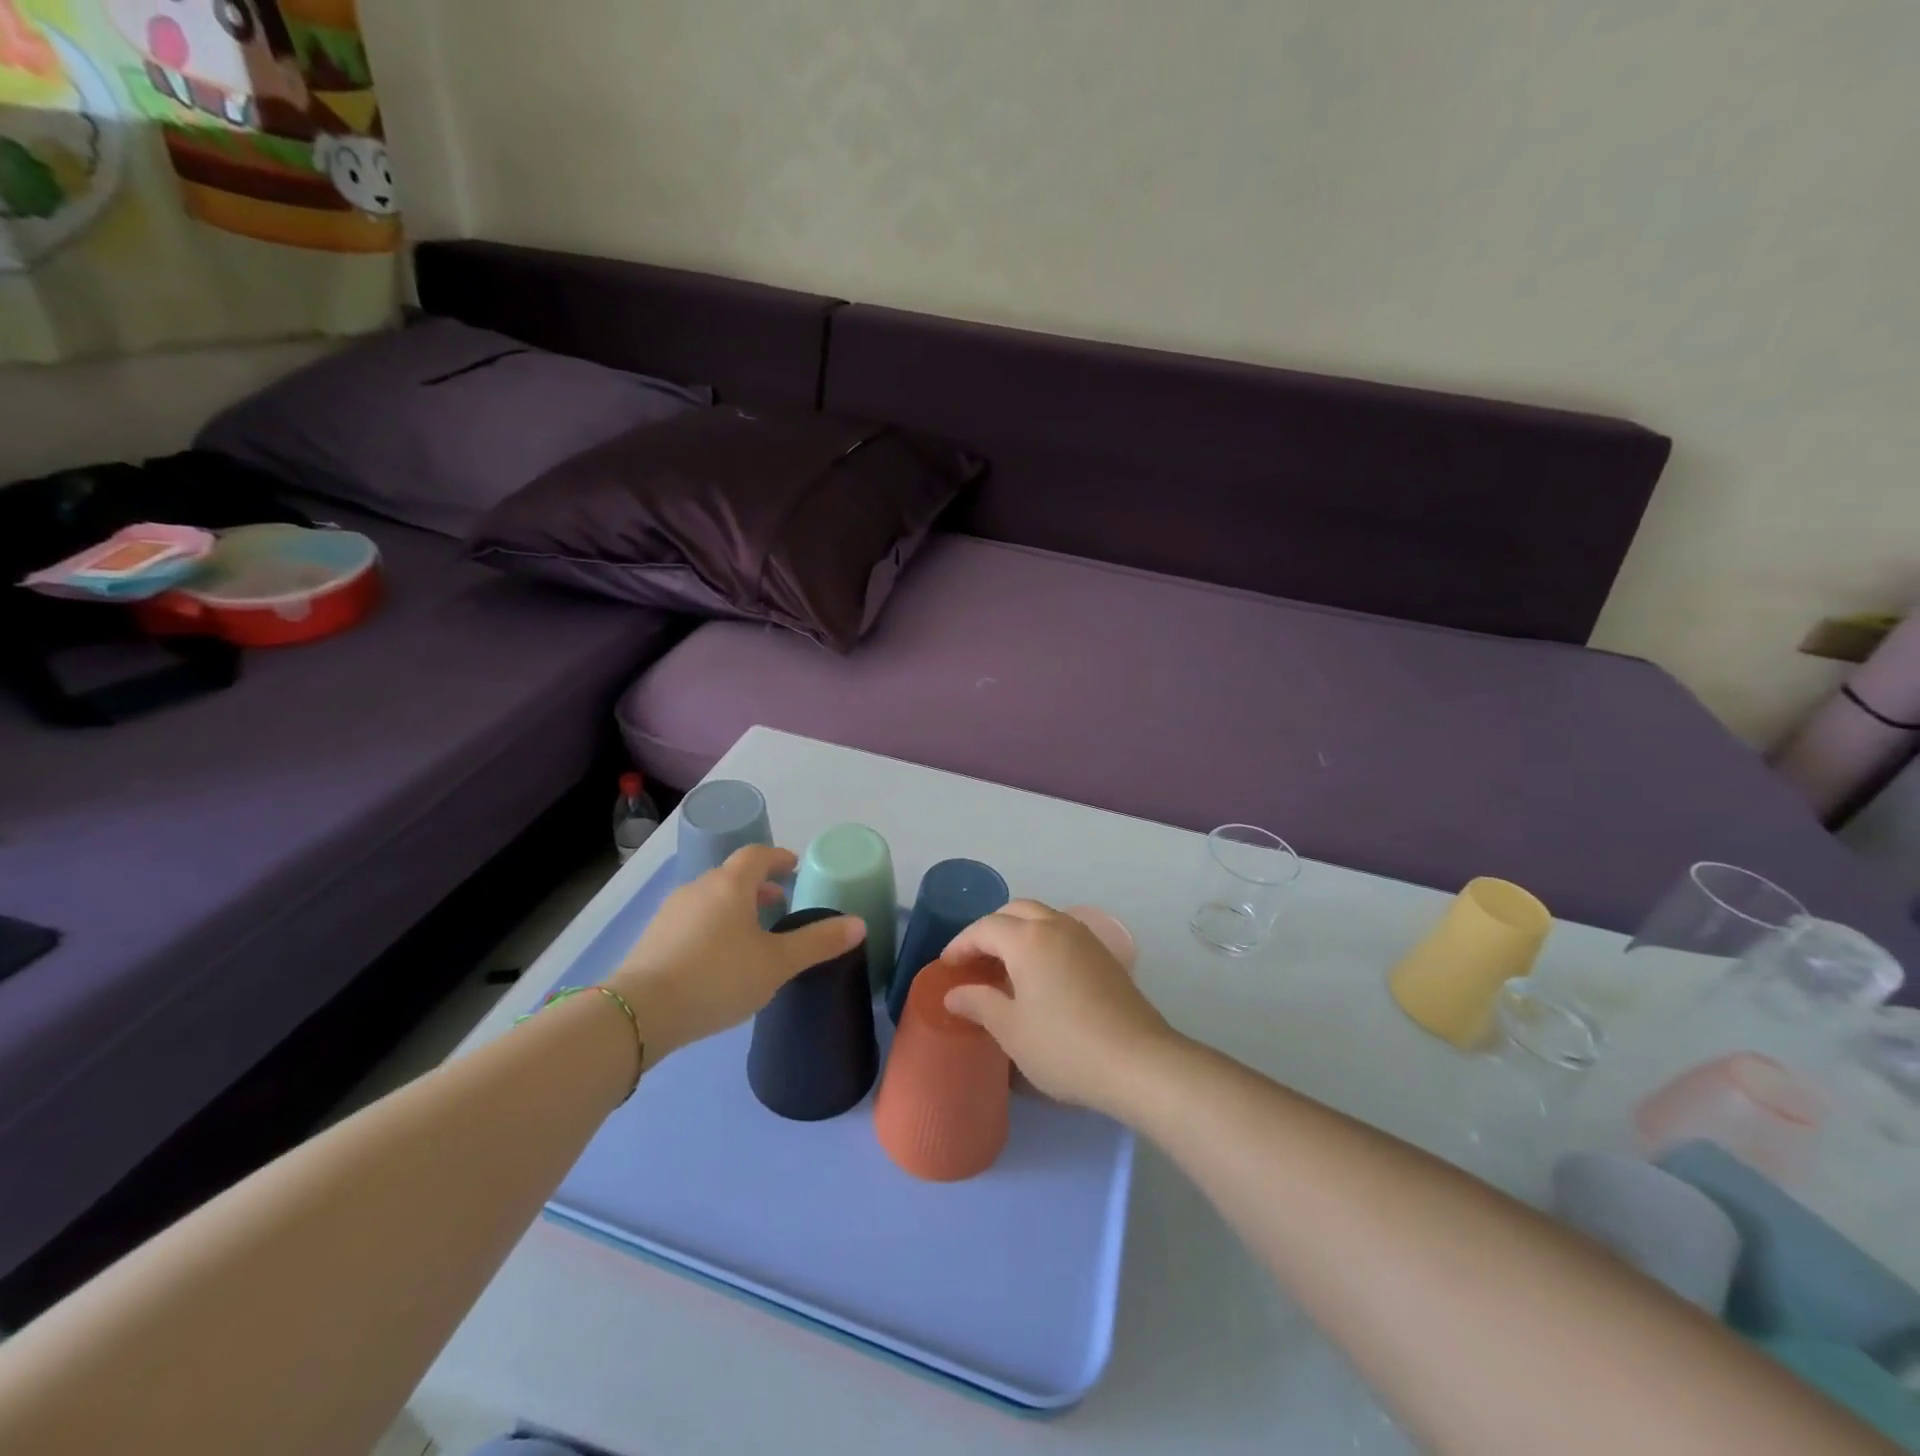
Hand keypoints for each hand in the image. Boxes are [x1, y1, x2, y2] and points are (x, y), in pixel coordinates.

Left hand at [609, 845, 864, 1065]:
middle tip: (779, 903)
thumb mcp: (777, 963)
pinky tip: (717, 958)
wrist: (641, 1012)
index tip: (794, 867)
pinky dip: (711, 926)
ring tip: (751, 934)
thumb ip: (817, 943)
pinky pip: (691, 920)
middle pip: (732, 876)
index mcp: (731, 884)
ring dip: (734, 907)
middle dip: (758, 886)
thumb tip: (858, 924)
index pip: (757, 855)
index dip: (778, 858)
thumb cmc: (718, 977)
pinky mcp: (653, 938)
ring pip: (710, 898)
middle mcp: (699, 888)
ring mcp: (671, 912)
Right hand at [941, 900, 1178, 1112]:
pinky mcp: (1104, 955)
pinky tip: (1040, 975)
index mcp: (1028, 939)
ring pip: (1042, 918)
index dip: (961, 944)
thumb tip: (954, 994)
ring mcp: (1085, 938)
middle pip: (1015, 911)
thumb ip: (979, 1004)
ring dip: (1018, 932)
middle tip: (975, 960)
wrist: (1138, 1061)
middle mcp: (1057, 926)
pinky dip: (1042, 941)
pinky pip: (1063, 933)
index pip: (985, 928)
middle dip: (990, 930)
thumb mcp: (1011, 1030)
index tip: (947, 967)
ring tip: (1005, 967)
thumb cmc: (1064, 1046)